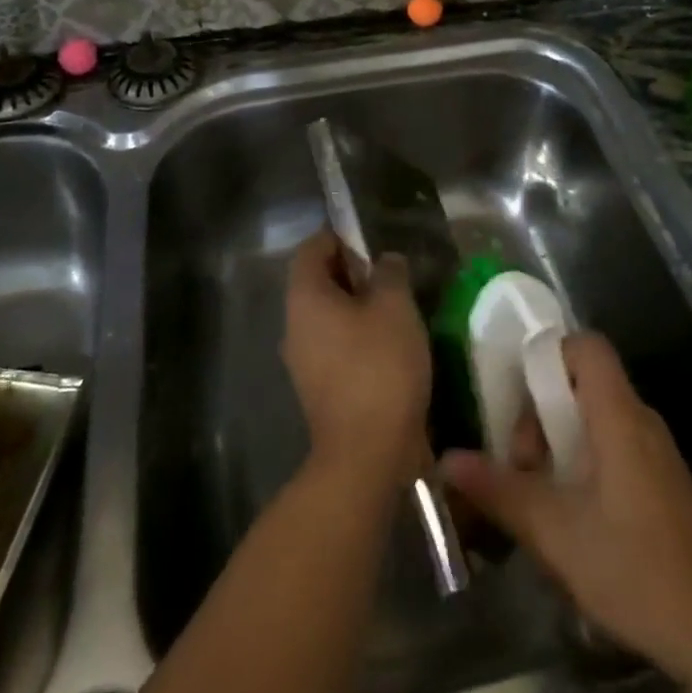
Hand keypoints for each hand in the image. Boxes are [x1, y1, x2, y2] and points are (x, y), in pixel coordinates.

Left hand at [282, 227, 431, 493]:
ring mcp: (303, 360)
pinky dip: (358, 337)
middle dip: (353, 273)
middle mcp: (294, 325)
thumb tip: (384, 261)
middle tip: (391, 276)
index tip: (371, 242)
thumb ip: (390, 273)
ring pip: (328, 316)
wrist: (366, 454)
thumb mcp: (395, 307)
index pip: (312, 248)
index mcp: (305, 297)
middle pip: (318, 282)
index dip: (340, 238)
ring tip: (397, 310)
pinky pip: (335, 346)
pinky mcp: (319, 389)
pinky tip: (391, 346)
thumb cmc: (379, 366)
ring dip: (358, 307)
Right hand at [441, 333, 691, 679]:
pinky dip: (582, 459)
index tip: (519, 395)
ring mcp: (655, 451)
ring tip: (538, 492)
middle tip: (522, 463)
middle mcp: (641, 420)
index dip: (549, 354)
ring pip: (595, 416)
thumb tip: (447, 460)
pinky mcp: (662, 480)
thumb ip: (499, 490)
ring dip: (559, 441)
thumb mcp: (554, 532)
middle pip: (583, 382)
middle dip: (542, 411)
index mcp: (618, 416)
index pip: (587, 346)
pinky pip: (613, 444)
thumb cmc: (634, 568)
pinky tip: (569, 511)